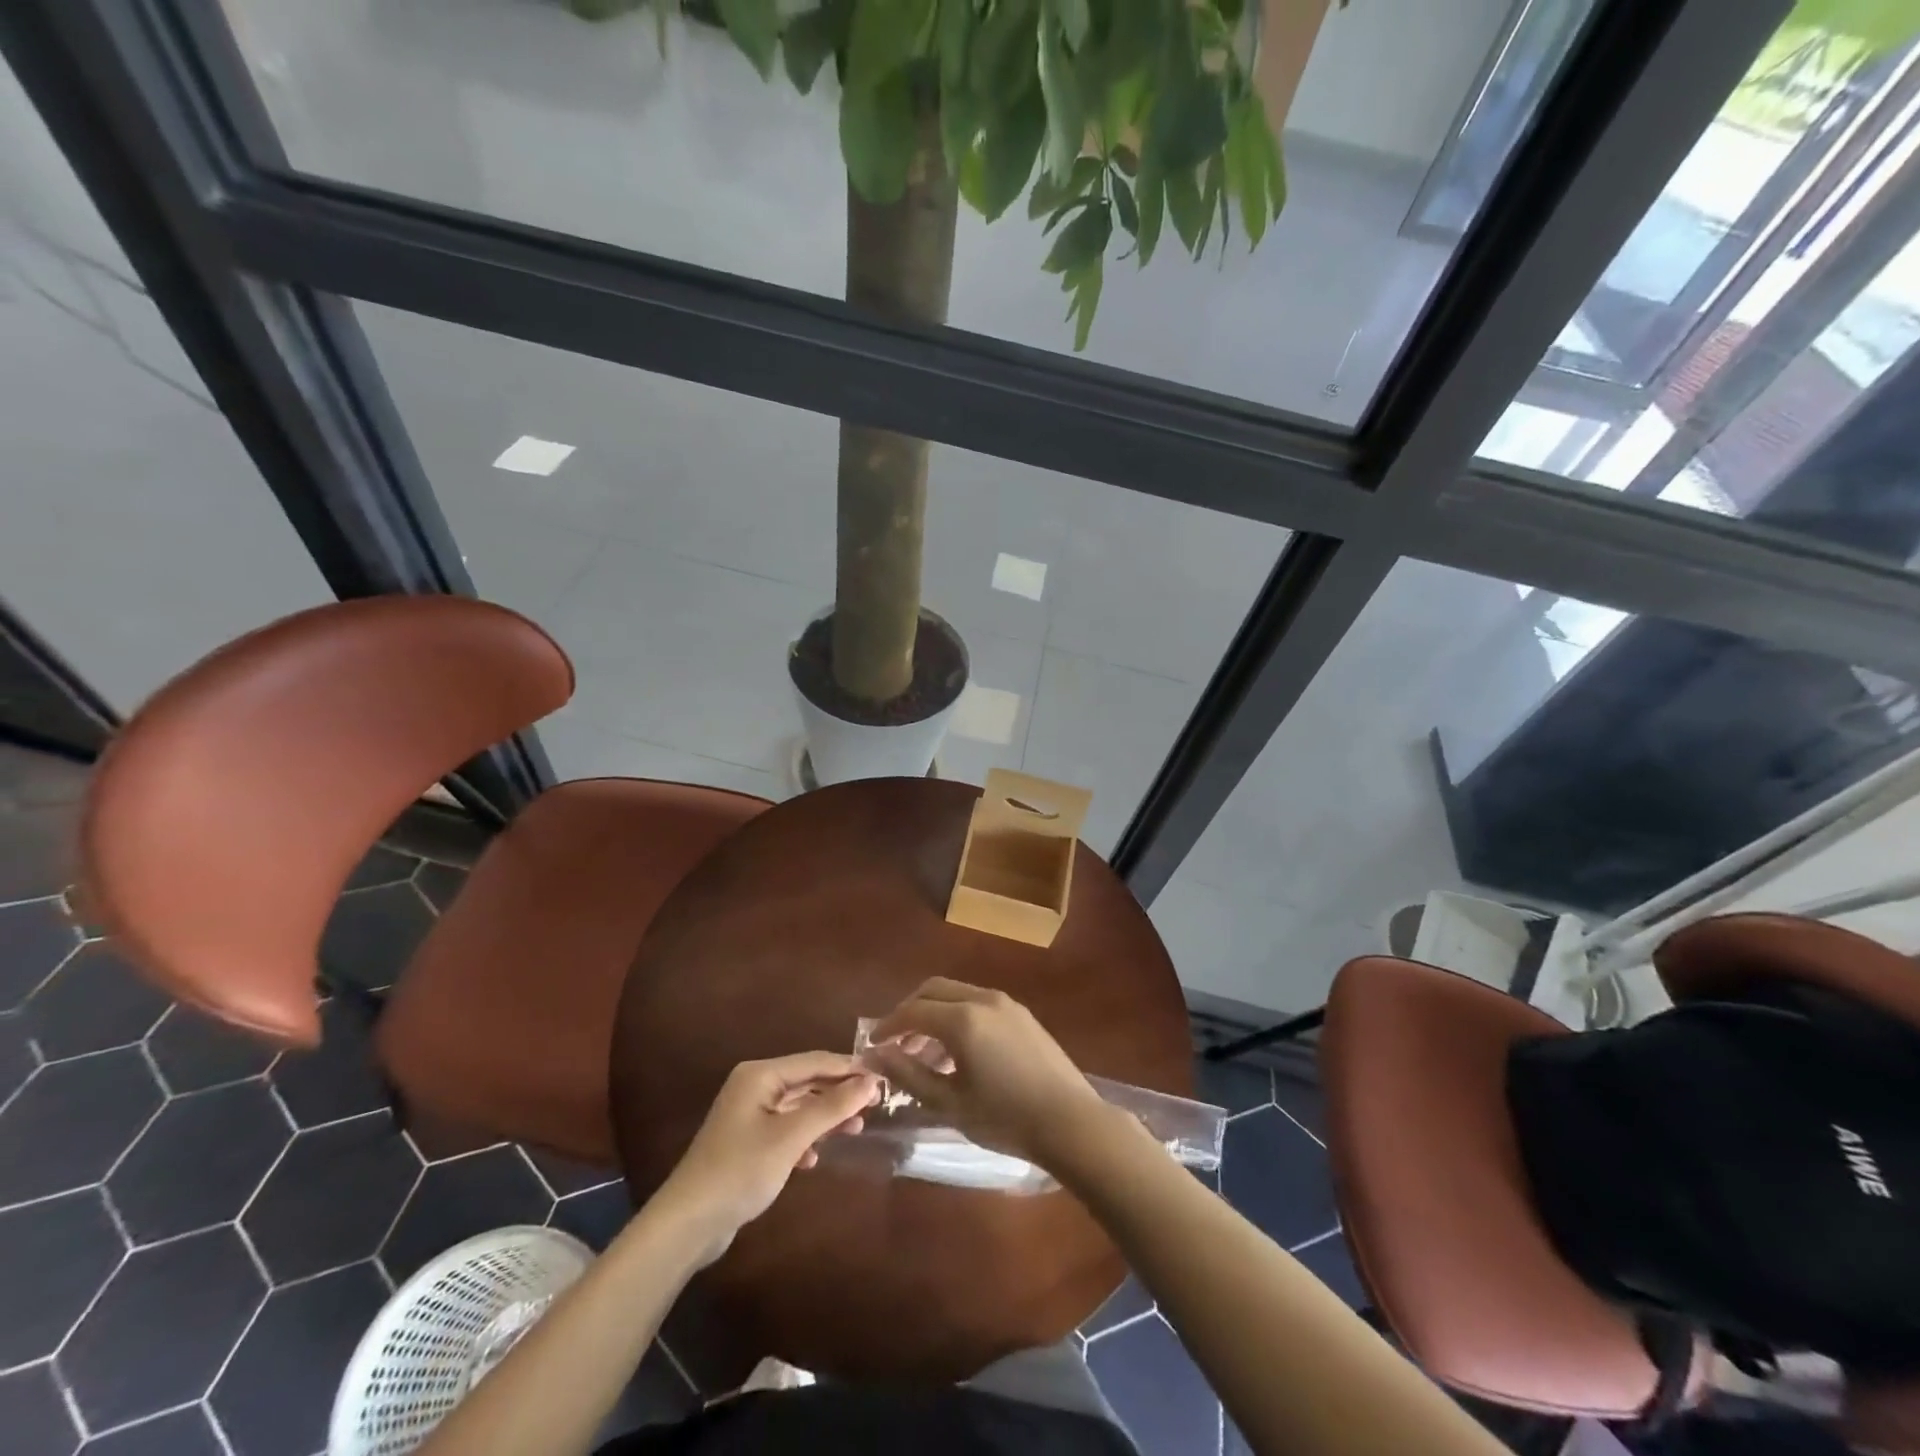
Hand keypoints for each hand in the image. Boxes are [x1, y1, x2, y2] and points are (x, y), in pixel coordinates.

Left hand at [656, 1052, 879, 1264]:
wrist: (688, 1224)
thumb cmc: (741, 1169)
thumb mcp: (792, 1137)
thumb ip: (832, 1106)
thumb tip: (871, 1080)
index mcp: (760, 1075)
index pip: (815, 1061)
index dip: (849, 1068)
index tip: (883, 1078)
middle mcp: (754, 1087)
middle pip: (807, 1081)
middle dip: (839, 1093)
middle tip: (876, 1104)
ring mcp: (748, 1115)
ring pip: (798, 1107)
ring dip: (825, 1117)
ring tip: (856, 1129)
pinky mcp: (747, 1143)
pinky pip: (786, 1129)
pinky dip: (804, 1139)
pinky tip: (814, 1159)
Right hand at [867, 979, 1108, 1168]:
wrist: (1070, 1121)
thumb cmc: (1005, 1118)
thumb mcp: (950, 1103)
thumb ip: (909, 1074)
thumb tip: (874, 1055)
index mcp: (962, 1019)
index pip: (912, 1011)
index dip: (887, 1026)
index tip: (871, 1045)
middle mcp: (982, 999)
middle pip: (933, 990)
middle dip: (909, 1011)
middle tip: (895, 1043)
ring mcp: (1005, 1003)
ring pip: (956, 994)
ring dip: (934, 1013)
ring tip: (924, 1053)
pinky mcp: (1021, 1013)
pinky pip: (977, 1002)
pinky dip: (957, 1015)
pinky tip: (958, 1051)